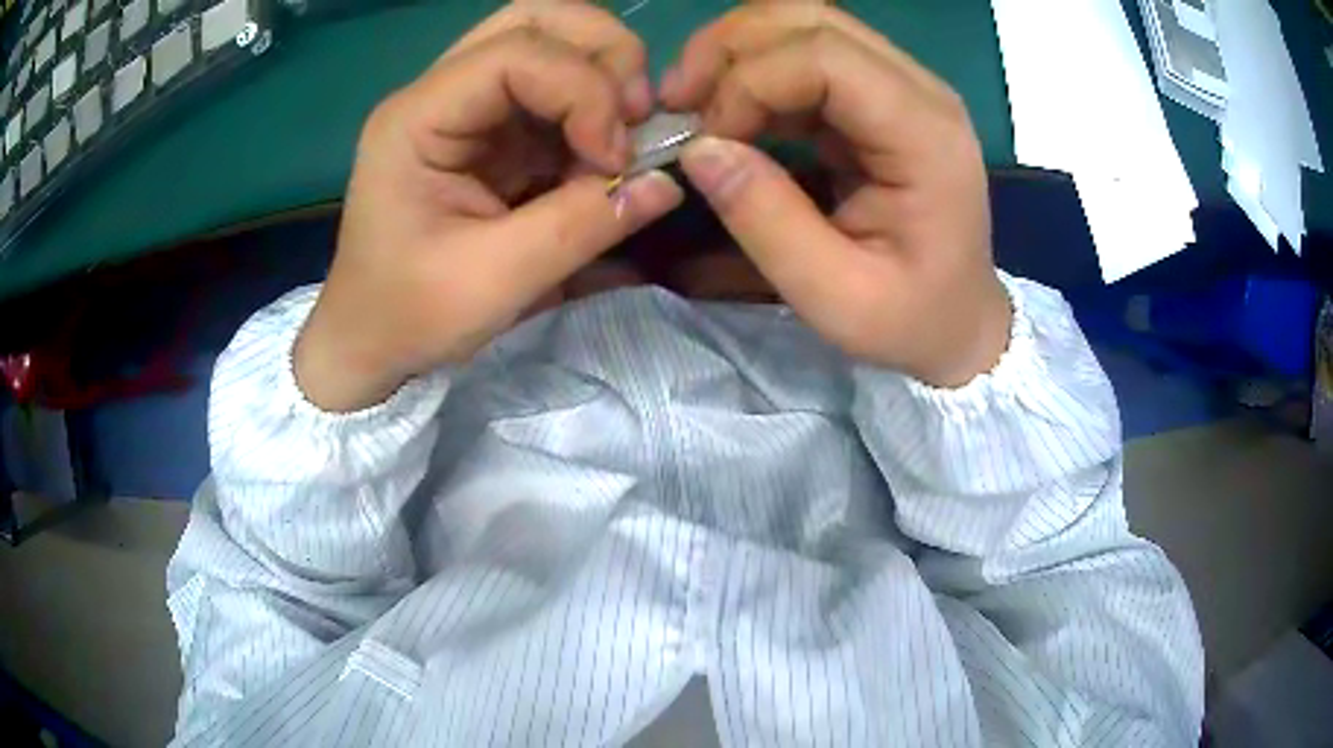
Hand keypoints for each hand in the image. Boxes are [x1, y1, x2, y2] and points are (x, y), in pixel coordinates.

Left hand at [296, 4, 682, 411]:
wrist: (369, 340)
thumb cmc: (411, 315)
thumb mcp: (497, 281)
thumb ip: (584, 225)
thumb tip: (666, 182)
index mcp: (417, 118)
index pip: (516, 51)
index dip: (584, 90)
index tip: (614, 158)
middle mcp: (438, 92)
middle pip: (534, 19)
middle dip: (602, 56)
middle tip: (634, 116)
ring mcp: (463, 105)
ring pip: (548, 42)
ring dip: (602, 77)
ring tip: (622, 136)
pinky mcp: (486, 128)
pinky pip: (552, 91)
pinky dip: (591, 112)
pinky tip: (600, 155)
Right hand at [660, 6, 1009, 387]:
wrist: (960, 322)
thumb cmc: (910, 319)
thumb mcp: (836, 298)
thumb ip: (767, 224)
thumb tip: (698, 150)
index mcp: (925, 135)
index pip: (825, 57)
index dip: (749, 82)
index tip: (706, 140)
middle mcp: (920, 91)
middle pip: (811, 19)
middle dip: (730, 48)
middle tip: (679, 100)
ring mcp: (902, 86)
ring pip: (805, 23)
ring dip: (737, 51)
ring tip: (694, 100)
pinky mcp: (880, 96)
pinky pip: (807, 54)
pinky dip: (755, 71)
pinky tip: (728, 110)